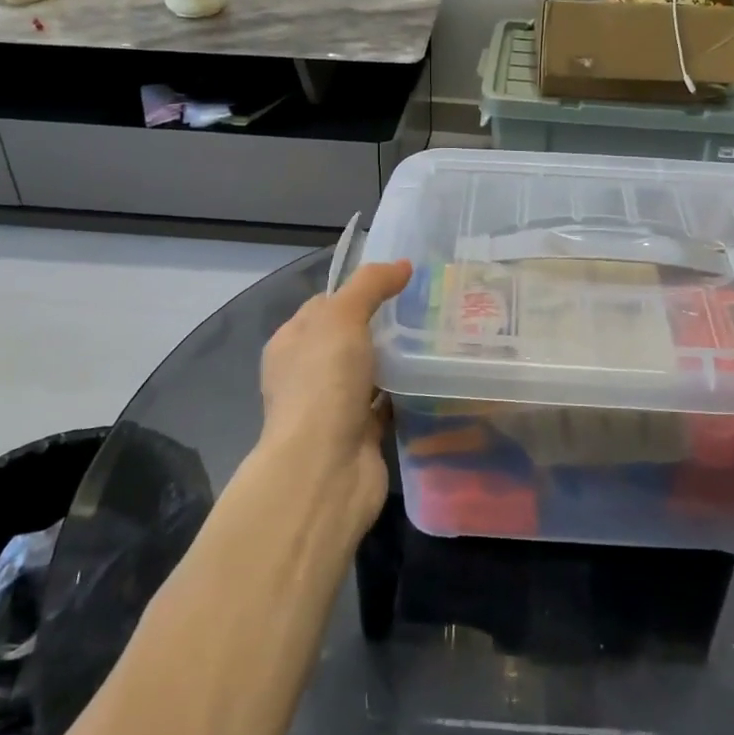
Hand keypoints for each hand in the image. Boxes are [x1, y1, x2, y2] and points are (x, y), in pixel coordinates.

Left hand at [258, 259, 411, 527]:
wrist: (324, 469)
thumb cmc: (324, 383)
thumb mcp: (342, 317)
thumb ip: (370, 286)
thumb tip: (402, 265)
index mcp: (293, 343)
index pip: (326, 305)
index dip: (359, 290)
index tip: (402, 280)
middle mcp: (309, 374)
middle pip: (351, 338)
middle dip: (386, 324)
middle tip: (430, 306)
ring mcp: (335, 406)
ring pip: (372, 372)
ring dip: (399, 360)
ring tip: (440, 336)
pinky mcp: (361, 434)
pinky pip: (388, 403)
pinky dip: (408, 393)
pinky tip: (436, 376)